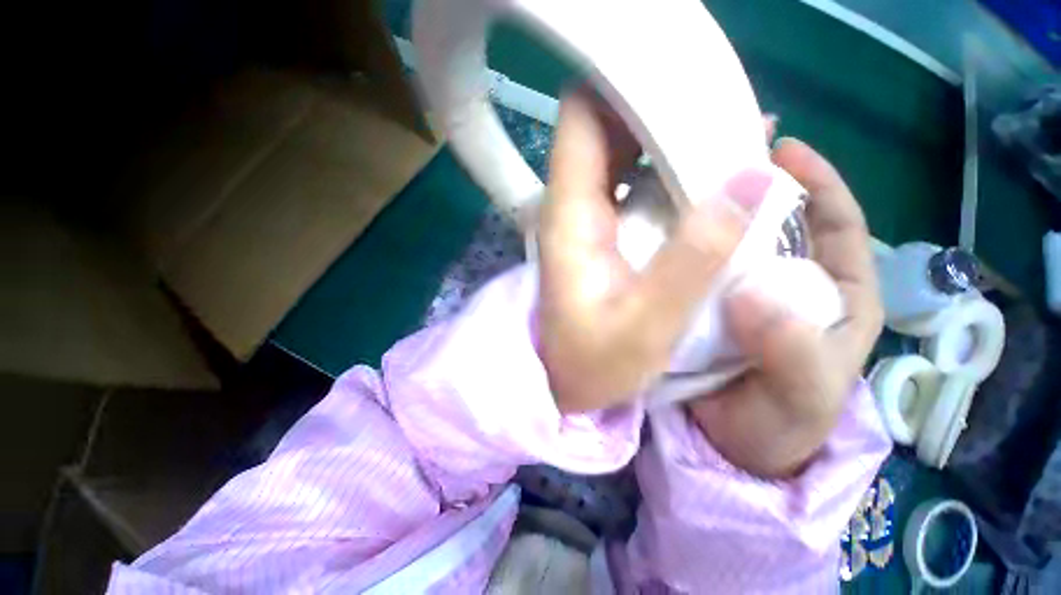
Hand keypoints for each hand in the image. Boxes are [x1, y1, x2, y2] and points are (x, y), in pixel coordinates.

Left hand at [538, 90, 761, 412]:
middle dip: (657, 105)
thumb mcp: (648, 322)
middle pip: (605, 127)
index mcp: (570, 216)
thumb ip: (696, 255)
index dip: (619, 81)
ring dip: (669, 136)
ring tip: (728, 126)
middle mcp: (572, 207)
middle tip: (720, 97)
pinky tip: (709, 170)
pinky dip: (668, 169)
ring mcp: (586, 220)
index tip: (674, 67)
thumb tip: (755, 178)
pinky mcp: (601, 235)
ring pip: (623, 153)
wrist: (567, 382)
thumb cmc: (594, 363)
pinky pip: (634, 184)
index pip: (581, 119)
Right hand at [688, 138, 883, 477]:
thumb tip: (752, 293)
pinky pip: (697, 269)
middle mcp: (786, 285)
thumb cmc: (777, 425)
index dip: (816, 183)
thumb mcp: (801, 395)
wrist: (726, 447)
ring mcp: (739, 293)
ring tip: (682, 190)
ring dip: (713, 219)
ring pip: (730, 244)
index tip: (783, 150)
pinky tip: (662, 235)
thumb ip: (790, 350)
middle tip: (718, 161)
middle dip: (753, 191)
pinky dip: (685, 250)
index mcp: (834, 296)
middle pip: (776, 226)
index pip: (837, 225)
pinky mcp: (703, 305)